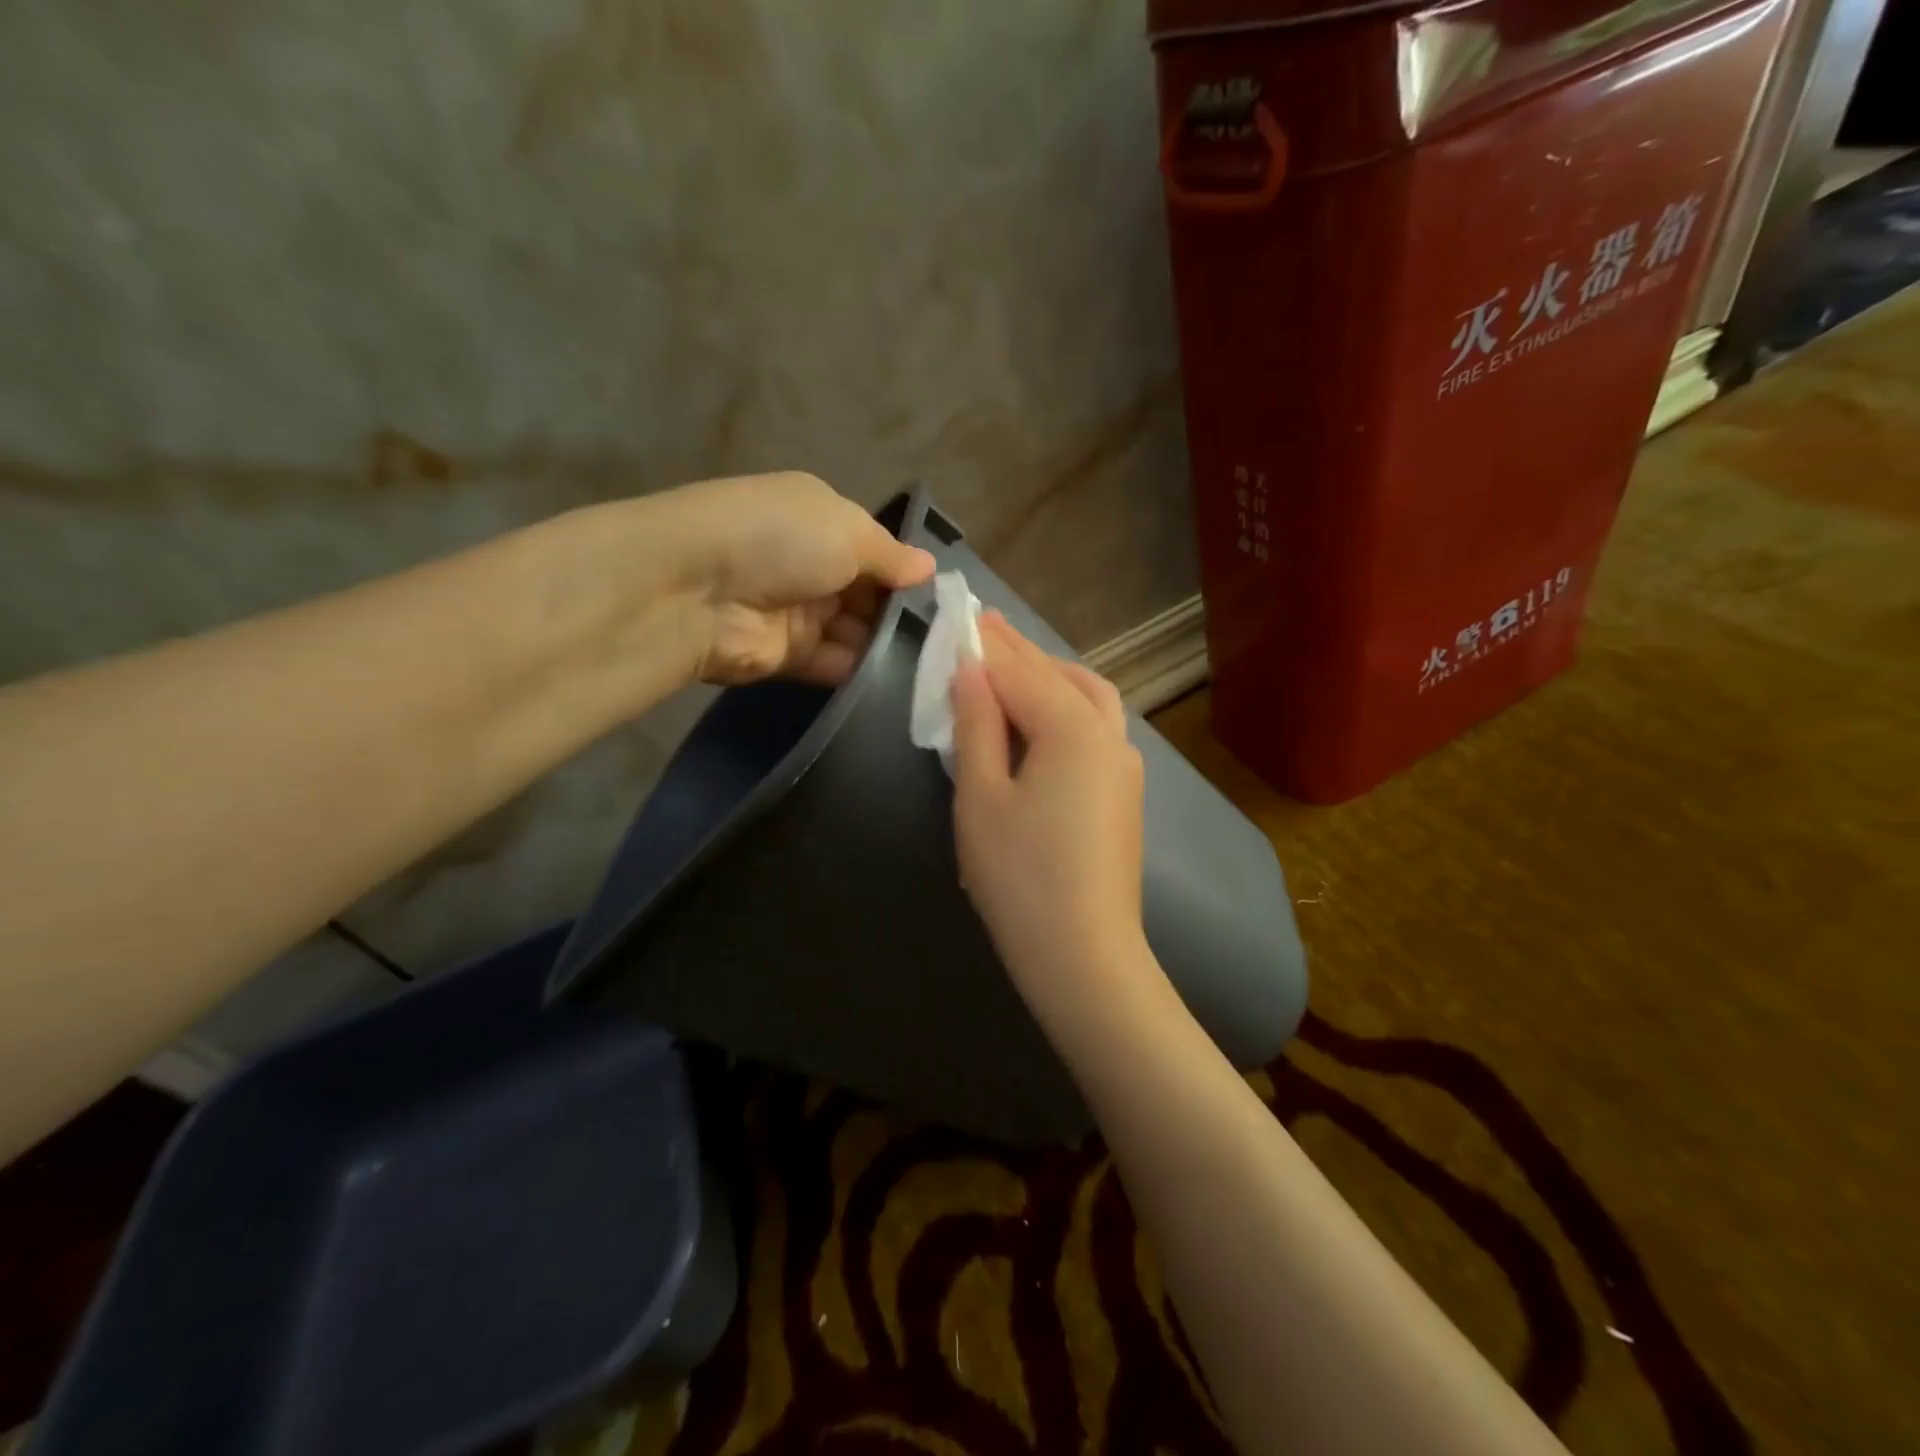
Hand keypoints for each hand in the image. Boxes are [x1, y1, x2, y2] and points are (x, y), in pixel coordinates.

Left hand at [661, 472, 934, 684]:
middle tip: (949, 639)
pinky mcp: (787, 657)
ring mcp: (798, 612)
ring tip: (936, 664)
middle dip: (903, 613)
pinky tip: (903, 681)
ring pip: (857, 632)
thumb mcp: (848, 530)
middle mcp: (811, 564)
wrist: (697, 590)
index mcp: (821, 520)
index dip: (907, 571)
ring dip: (888, 645)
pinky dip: (863, 672)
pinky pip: (836, 664)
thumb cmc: (780, 540)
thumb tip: (929, 567)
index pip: (875, 549)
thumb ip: (892, 555)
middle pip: (869, 594)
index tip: (946, 598)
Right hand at [950, 614, 1152, 1021]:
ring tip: (1017, 663)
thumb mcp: (981, 797)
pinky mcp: (1125, 793)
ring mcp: (1124, 764)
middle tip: (986, 625)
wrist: (1083, 954)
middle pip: (1058, 677)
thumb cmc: (1019, 876)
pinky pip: (1098, 727)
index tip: (962, 616)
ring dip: (1052, 673)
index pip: (1020, 672)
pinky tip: (1047, 715)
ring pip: (1090, 697)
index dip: (987, 646)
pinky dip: (1070, 704)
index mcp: (1072, 729)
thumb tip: (970, 672)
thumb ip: (977, 726)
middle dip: (1020, 651)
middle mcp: (1108, 735)